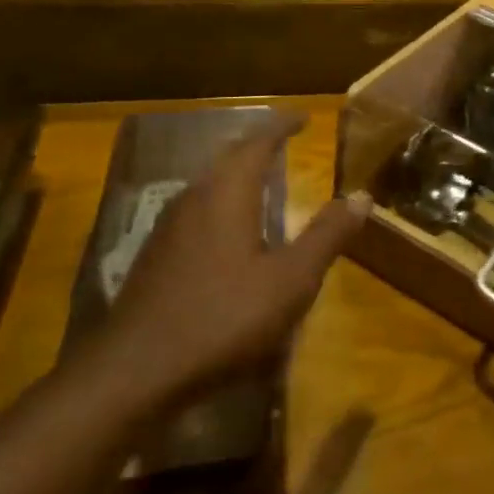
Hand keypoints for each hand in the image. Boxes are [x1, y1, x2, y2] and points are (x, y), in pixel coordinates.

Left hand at [91, 110, 370, 419]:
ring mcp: (168, 227)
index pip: (259, 142)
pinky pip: (194, 210)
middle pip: (229, 157)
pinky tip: (226, 231)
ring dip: (236, 174)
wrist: (132, 375)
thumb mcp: (291, 280)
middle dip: (258, 146)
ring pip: (208, 184)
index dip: (283, 126)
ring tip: (260, 179)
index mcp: (228, 192)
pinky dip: (219, 203)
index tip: (304, 118)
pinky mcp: (154, 257)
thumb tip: (362, 195)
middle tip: (284, 142)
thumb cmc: (222, 318)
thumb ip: (327, 235)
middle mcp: (195, 197)